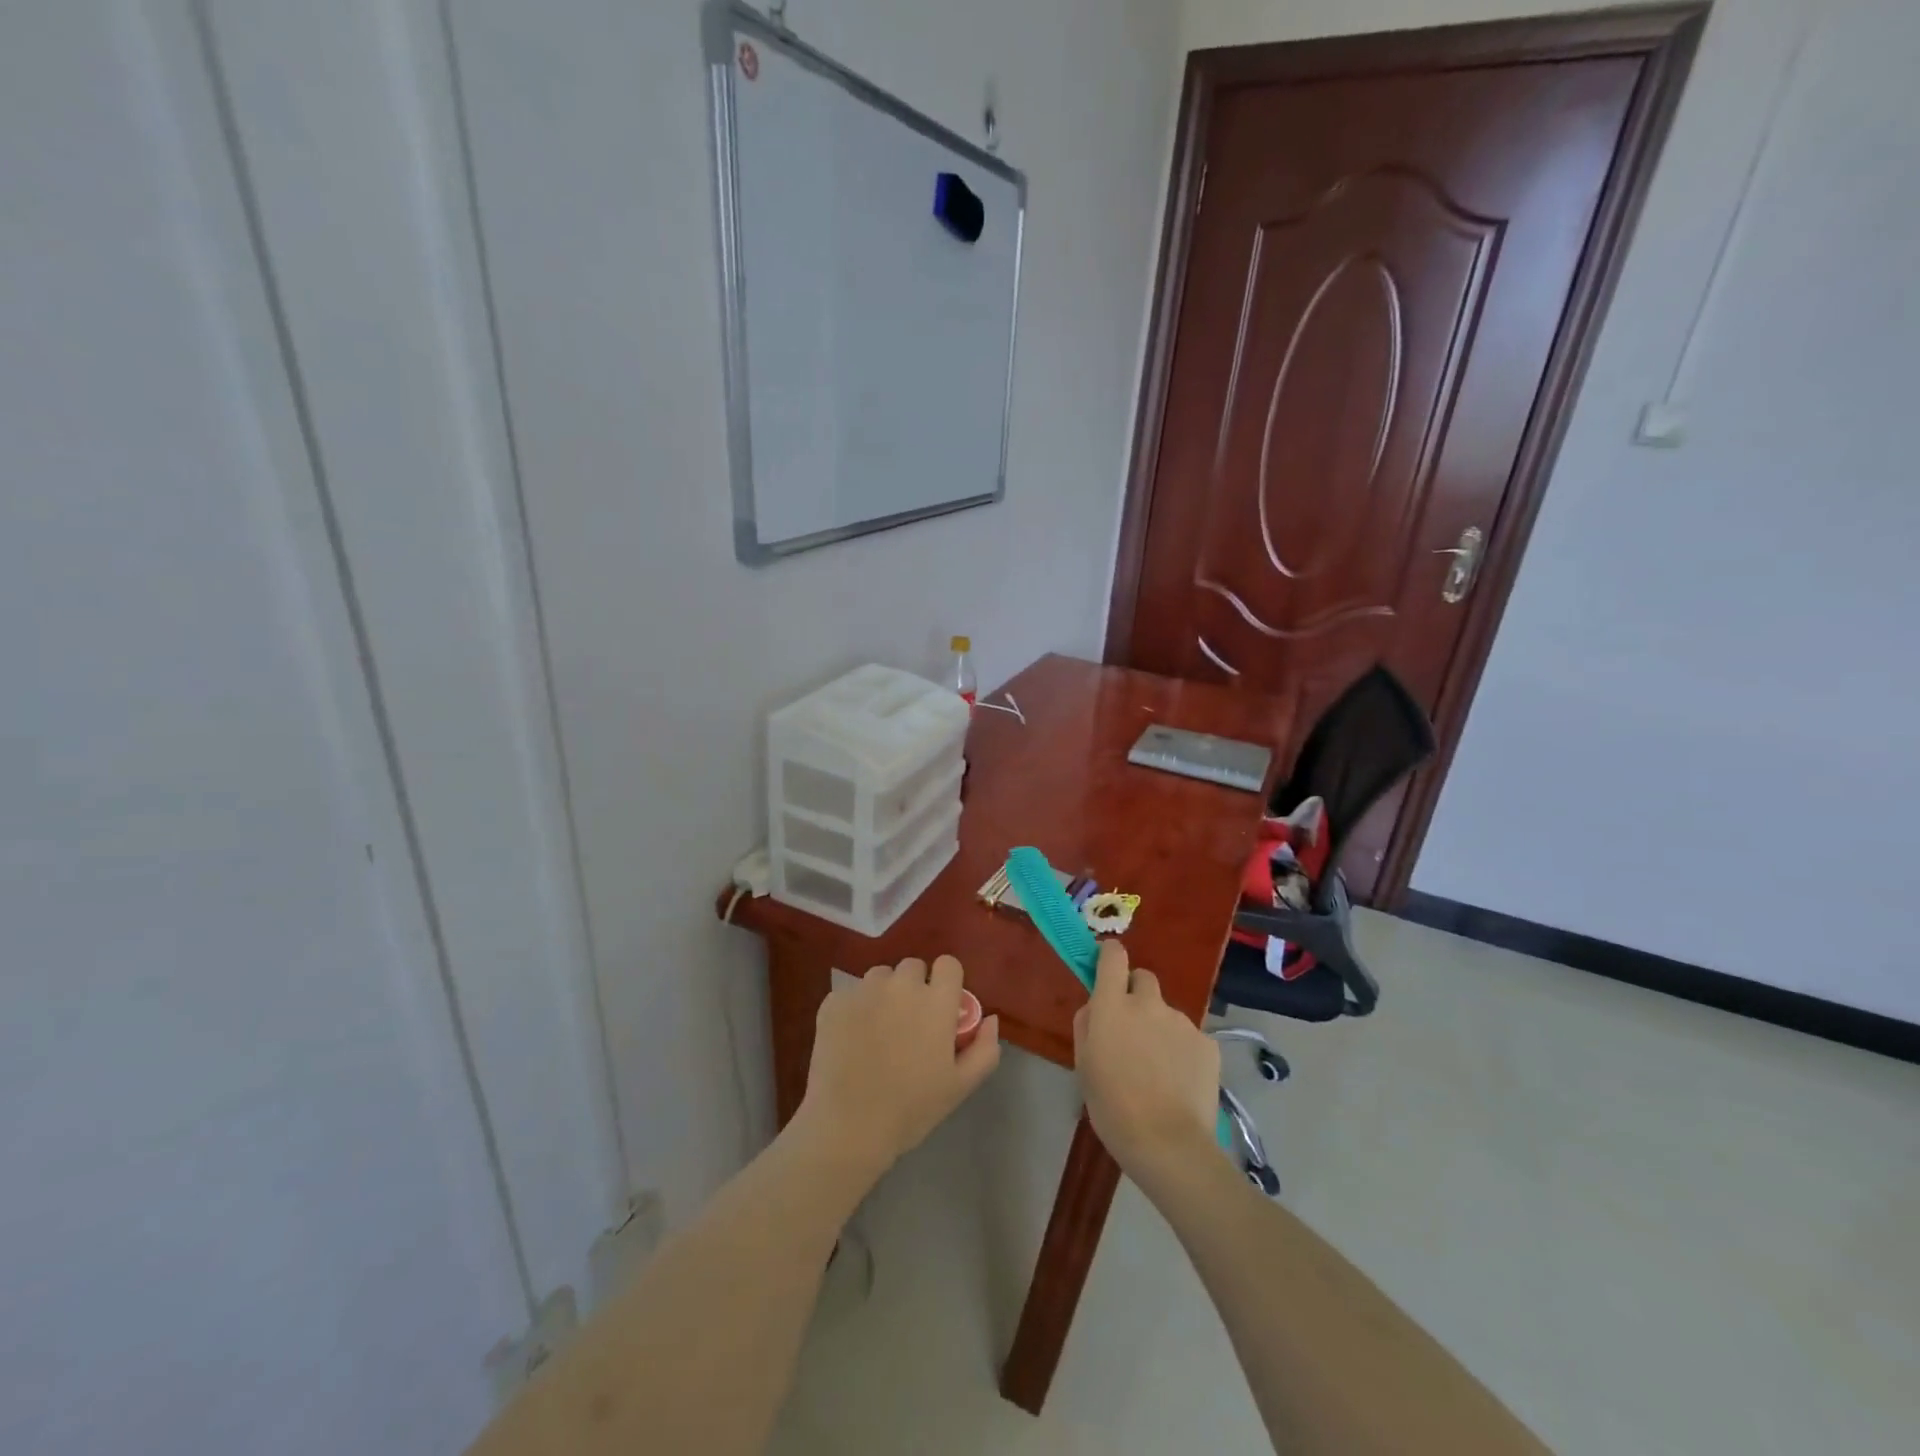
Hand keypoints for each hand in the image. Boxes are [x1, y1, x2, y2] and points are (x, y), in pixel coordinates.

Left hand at [796, 955, 1000, 1178]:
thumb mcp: (961, 1086)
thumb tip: (990, 1019)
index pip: (948, 964)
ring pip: (880, 977)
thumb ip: (985, 1048)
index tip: (941, 1007)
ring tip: (878, 1030)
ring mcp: (864, 990)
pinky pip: (850, 994)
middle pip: (912, 967)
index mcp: (935, 1001)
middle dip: (914, 987)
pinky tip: (851, 1040)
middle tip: (909, 1023)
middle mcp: (901, 985)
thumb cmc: (911, 1108)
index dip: (946, 982)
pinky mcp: (834, 1002)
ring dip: (884, 993)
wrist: (848, 1126)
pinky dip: (854, 1010)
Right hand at [1073, 940, 1219, 1192]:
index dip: (1109, 955)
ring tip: (1158, 1069)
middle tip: (1132, 1028)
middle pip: (1143, 978)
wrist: (1168, 1144)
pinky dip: (1182, 1050)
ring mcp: (1182, 1021)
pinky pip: (1189, 1037)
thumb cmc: (1113, 1107)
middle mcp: (1148, 1003)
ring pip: (1166, 1012)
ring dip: (1159, 1028)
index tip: (1106, 966)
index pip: (1113, 956)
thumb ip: (1087, 1025)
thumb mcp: (1084, 1065)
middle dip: (1136, 994)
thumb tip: (1096, 1006)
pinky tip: (1179, 1081)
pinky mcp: (1208, 1042)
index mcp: (1113, 1005)